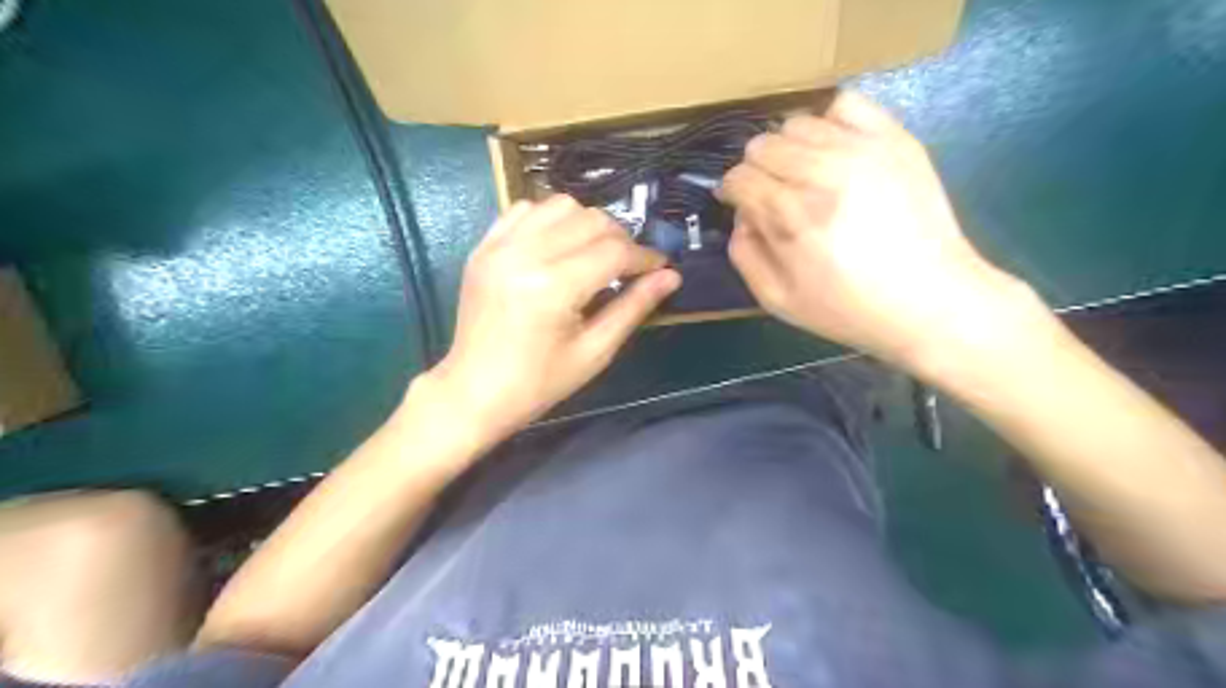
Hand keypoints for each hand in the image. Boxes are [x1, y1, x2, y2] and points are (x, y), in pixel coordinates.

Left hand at [428, 197, 685, 438]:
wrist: (474, 391)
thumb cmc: (538, 383)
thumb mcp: (594, 352)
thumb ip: (634, 308)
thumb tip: (671, 277)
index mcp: (553, 287)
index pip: (615, 251)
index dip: (645, 257)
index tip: (660, 268)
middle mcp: (525, 254)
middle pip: (592, 219)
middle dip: (621, 239)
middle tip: (628, 268)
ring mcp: (499, 246)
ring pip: (561, 205)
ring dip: (587, 224)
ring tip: (593, 255)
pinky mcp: (484, 246)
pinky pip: (525, 209)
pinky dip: (550, 219)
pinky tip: (557, 246)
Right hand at [721, 90, 1042, 374]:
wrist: (930, 300)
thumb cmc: (849, 308)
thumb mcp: (778, 300)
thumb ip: (744, 254)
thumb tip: (741, 216)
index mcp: (790, 215)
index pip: (739, 177)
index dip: (733, 193)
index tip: (743, 206)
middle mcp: (820, 173)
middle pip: (761, 145)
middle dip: (757, 171)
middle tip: (774, 195)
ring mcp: (861, 150)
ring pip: (796, 123)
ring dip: (789, 148)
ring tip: (805, 175)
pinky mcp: (894, 139)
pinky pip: (846, 104)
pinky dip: (830, 122)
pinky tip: (835, 151)